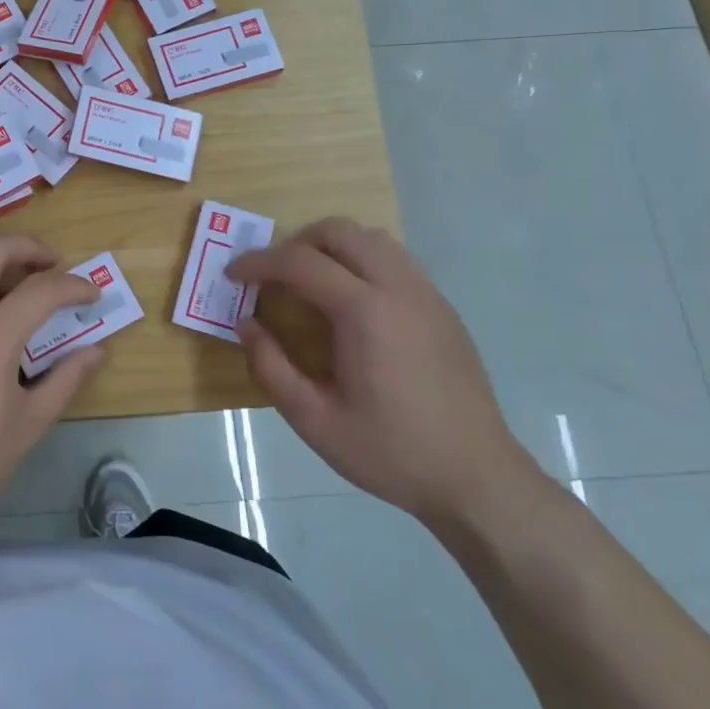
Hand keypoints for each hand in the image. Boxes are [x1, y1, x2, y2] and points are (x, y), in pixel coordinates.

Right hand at [227, 218, 534, 523]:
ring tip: (309, 284)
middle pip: (339, 232)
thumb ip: (271, 368)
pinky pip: (395, 260)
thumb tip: (245, 325)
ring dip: (331, 247)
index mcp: (365, 313)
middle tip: (273, 277)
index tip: (233, 275)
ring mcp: (426, 295)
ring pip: (371, 238)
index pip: (300, 262)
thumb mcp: (314, 421)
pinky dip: (361, 261)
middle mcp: (398, 289)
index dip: (258, 262)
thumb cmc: (391, 452)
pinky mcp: (442, 308)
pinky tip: (351, 304)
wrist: (476, 477)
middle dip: (295, 243)